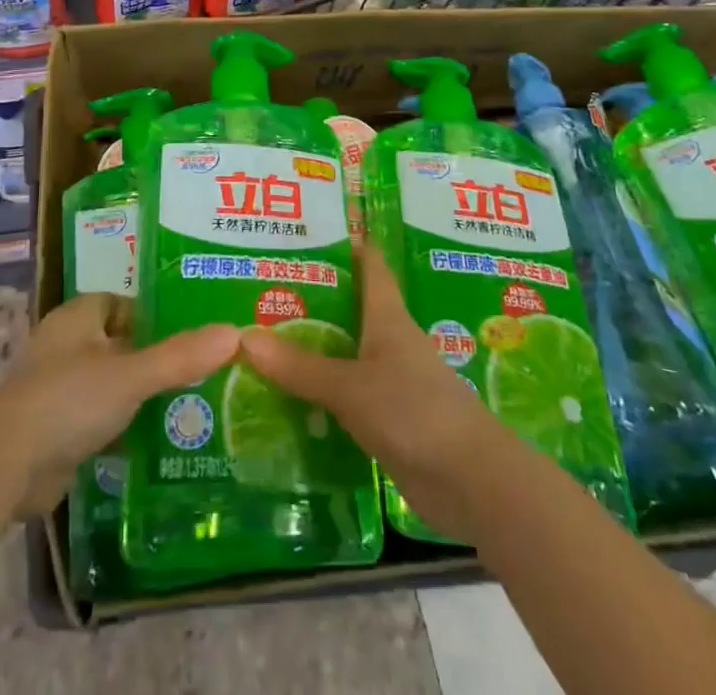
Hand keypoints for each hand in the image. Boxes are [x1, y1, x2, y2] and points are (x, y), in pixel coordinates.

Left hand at [0, 295, 238, 530]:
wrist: (3, 470)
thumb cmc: (67, 401)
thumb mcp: (131, 375)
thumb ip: (181, 355)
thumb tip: (235, 332)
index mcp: (78, 317)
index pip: (123, 303)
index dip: (155, 315)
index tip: (194, 331)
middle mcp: (66, 345)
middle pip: (120, 343)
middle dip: (155, 356)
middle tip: (203, 369)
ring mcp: (58, 388)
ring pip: (112, 382)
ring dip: (142, 393)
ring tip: (193, 404)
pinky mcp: (57, 429)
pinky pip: (101, 417)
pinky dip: (125, 425)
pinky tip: (158, 440)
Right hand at [239, 246, 521, 543]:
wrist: (473, 483)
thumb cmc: (415, 412)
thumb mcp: (351, 387)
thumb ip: (299, 367)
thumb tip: (242, 337)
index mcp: (388, 317)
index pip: (369, 265)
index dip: (345, 243)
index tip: (307, 231)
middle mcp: (390, 341)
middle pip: (349, 309)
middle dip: (311, 299)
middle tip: (260, 288)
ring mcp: (391, 381)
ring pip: (345, 353)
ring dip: (312, 348)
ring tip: (261, 339)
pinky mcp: (388, 419)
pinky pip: (346, 395)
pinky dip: (320, 392)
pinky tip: (287, 397)